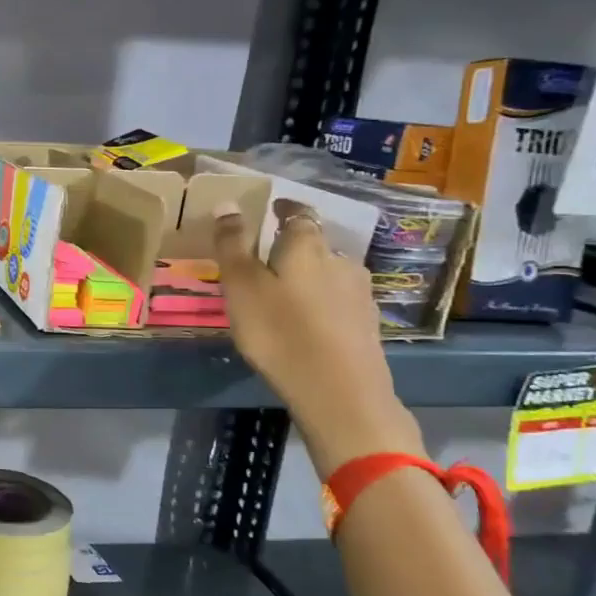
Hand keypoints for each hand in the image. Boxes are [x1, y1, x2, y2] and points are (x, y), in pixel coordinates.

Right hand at [211, 198, 422, 473]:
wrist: (339, 391)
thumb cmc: (279, 331)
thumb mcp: (241, 286)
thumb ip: (232, 245)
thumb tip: (227, 204)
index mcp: (307, 247)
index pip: (298, 214)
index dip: (284, 209)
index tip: (271, 209)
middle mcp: (340, 261)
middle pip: (315, 245)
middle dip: (293, 248)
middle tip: (266, 261)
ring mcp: (359, 294)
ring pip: (329, 274)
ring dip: (309, 277)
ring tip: (284, 295)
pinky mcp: (367, 325)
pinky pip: (339, 302)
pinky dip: (321, 304)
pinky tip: (307, 322)